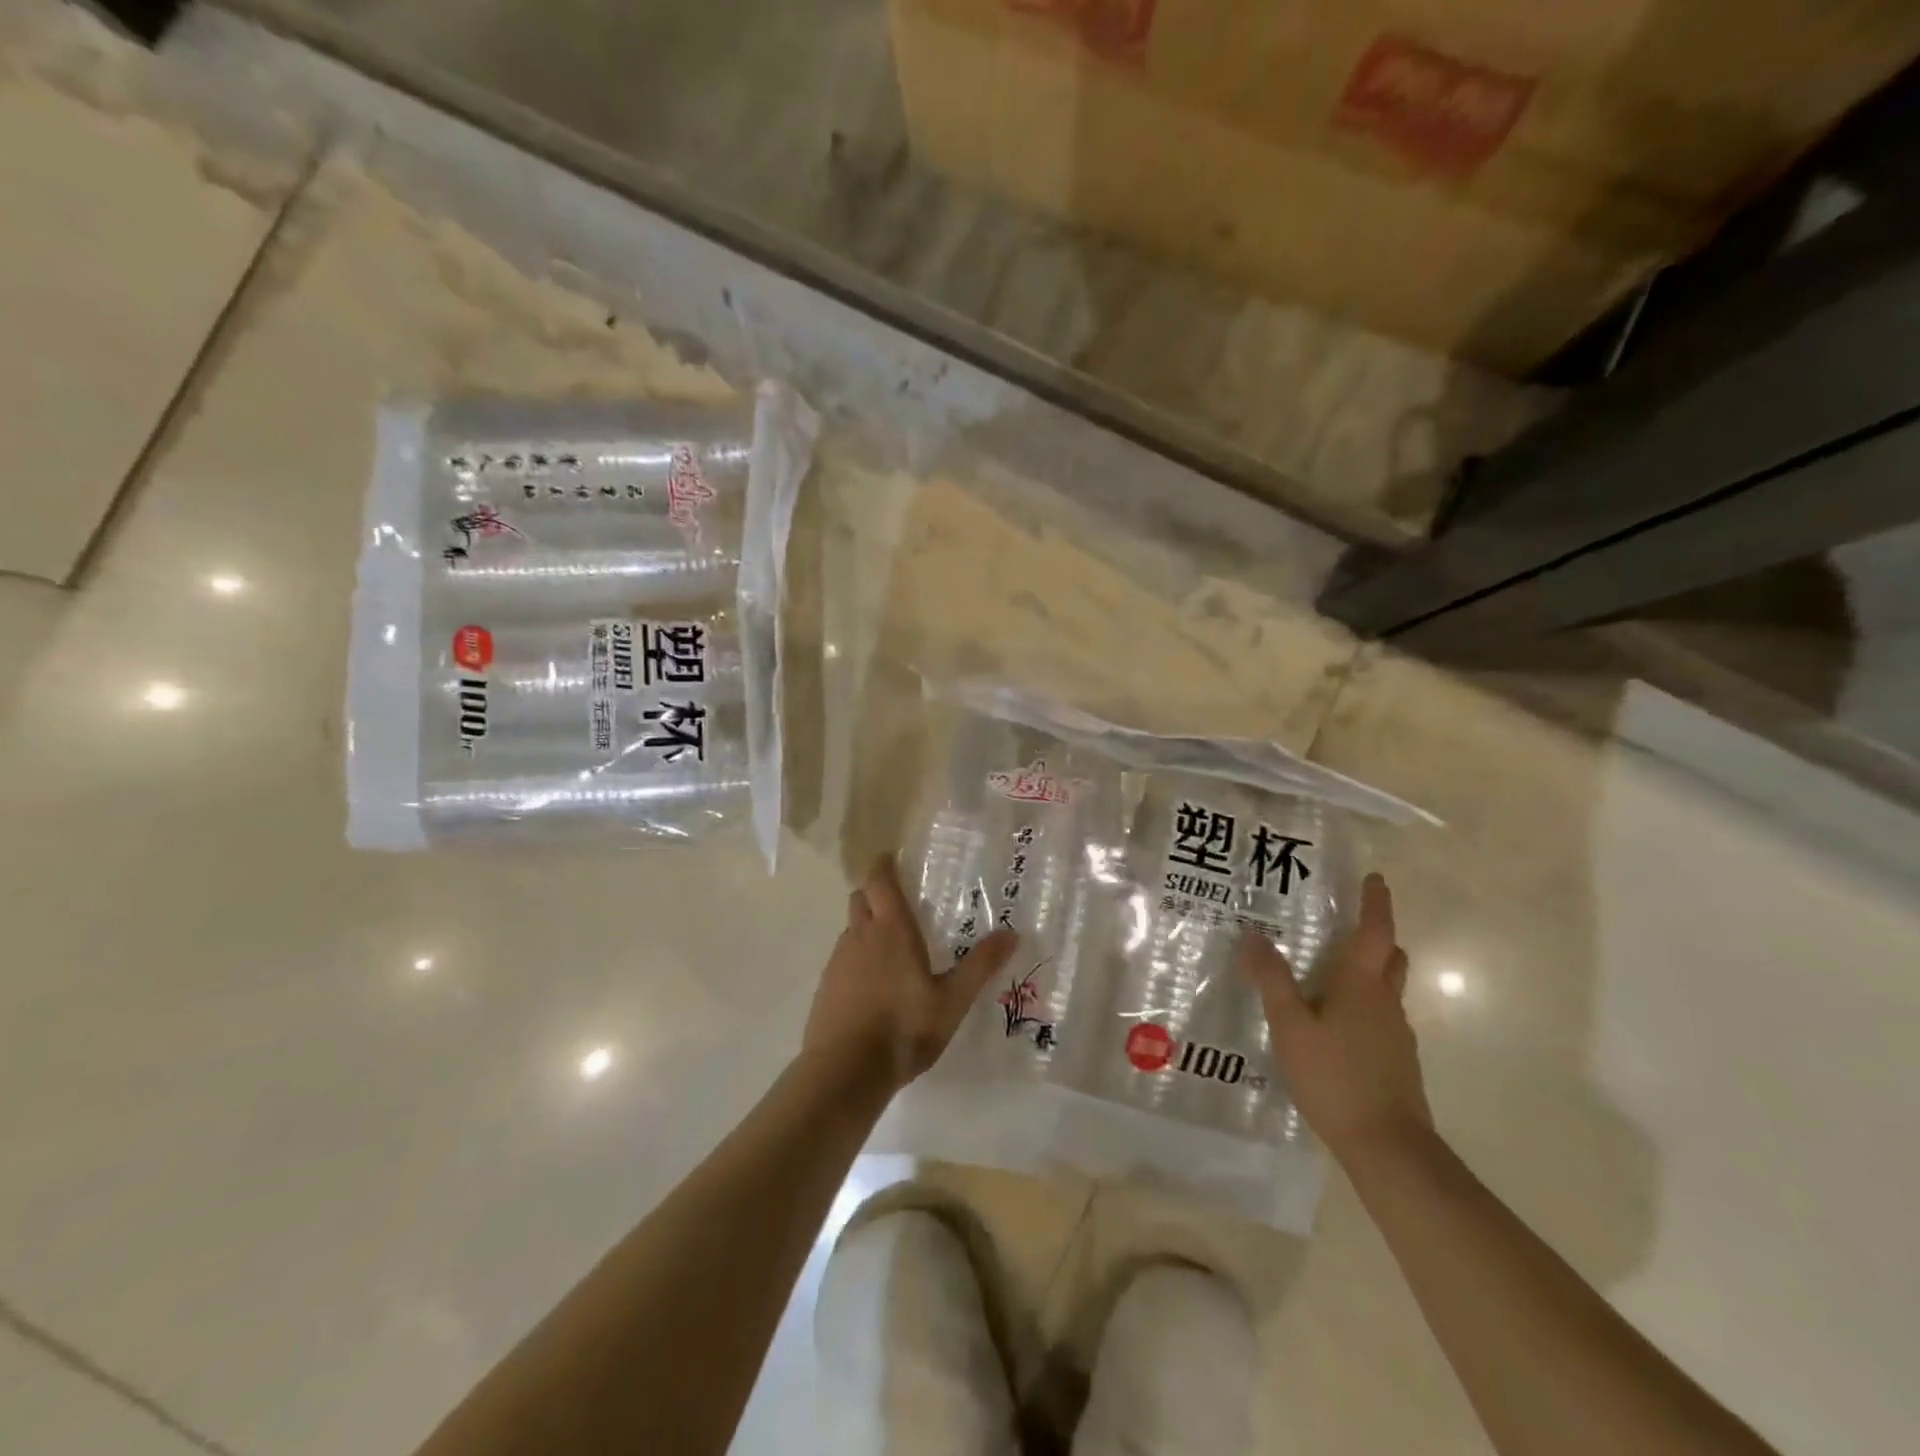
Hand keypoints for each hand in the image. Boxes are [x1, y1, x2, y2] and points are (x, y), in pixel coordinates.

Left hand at [803, 855, 1019, 1094]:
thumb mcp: (952, 1000)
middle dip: (875, 893)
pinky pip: (842, 958)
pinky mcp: (825, 987)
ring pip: (851, 929)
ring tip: (891, 947)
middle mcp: (860, 936)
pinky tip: (873, 985)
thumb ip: (980, 966)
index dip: (883, 865)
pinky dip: (856, 958)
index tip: (892, 857)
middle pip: (861, 898)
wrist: (845, 1072)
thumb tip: (1012, 933)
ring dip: (866, 927)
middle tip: (898, 902)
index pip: (879, 880)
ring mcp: (837, 961)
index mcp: (891, 929)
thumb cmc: (904, 1028)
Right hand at [1237, 872, 1431, 1162]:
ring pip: (1386, 989)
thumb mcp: (1290, 1026)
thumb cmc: (1336, 1077)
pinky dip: (1363, 1004)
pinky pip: (1380, 1017)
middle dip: (1376, 936)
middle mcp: (1386, 1002)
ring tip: (1330, 972)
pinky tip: (1334, 1023)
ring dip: (1368, 971)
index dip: (1376, 903)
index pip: (1375, 932)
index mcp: (1362, 985)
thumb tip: (1253, 935)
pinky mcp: (1396, 1061)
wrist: (1388, 1147)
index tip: (1375, 878)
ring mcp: (1396, 1034)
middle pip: (1390, 957)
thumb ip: (1272, 980)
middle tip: (1346, 924)